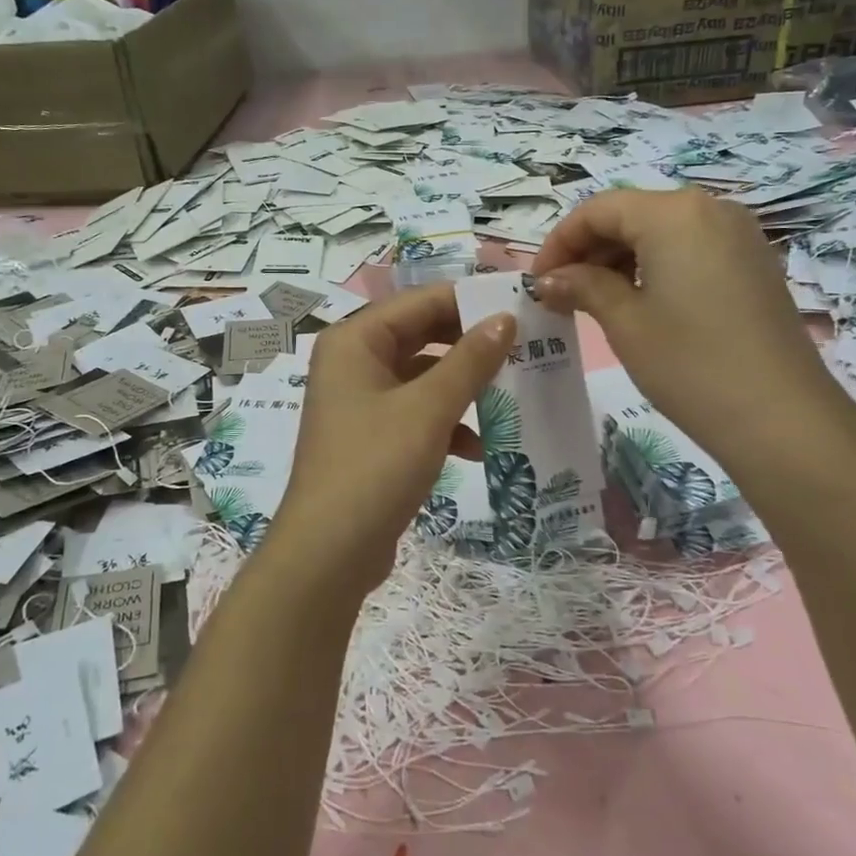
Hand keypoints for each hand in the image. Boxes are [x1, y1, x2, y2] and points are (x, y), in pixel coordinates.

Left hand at [269, 285, 514, 600]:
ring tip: (514, 394)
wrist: (329, 553)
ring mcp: (361, 401)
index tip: (521, 308)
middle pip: (422, 336)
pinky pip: (417, 413)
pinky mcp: (372, 436)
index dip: (470, 302)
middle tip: (525, 347)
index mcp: (355, 340)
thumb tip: (505, 318)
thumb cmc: (376, 466)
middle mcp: (353, 362)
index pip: (420, 302)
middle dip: (472, 346)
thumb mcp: (429, 409)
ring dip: (465, 387)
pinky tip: (482, 446)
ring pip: (424, 377)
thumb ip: (470, 360)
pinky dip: (448, 423)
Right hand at [530, 188, 837, 454]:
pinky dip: (656, 267)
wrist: (782, 419)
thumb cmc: (690, 365)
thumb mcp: (624, 323)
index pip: (599, 210)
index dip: (559, 242)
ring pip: (662, 232)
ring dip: (621, 259)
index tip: (538, 281)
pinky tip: (641, 304)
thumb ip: (582, 287)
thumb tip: (549, 279)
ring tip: (596, 302)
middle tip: (562, 295)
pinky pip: (691, 249)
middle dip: (590, 250)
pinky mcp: (754, 263)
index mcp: (673, 213)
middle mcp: (710, 208)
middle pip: (632, 215)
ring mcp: (739, 235)